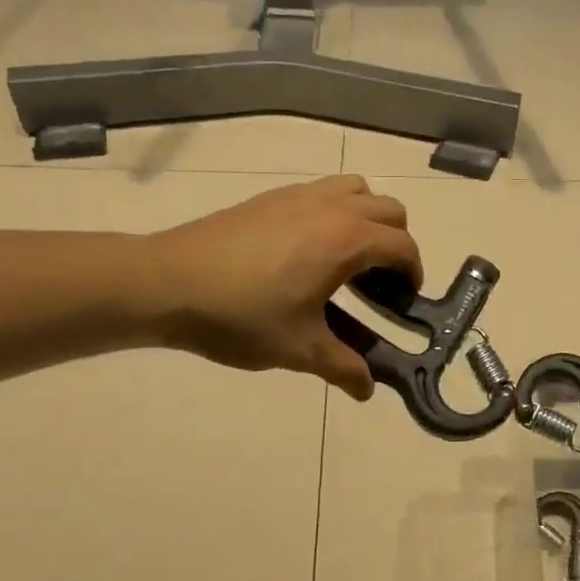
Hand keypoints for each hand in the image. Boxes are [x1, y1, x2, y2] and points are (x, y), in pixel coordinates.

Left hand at [146, 176, 420, 399]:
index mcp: (346, 240)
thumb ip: (343, 367)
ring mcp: (299, 196)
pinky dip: (335, 211)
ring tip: (348, 258)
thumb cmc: (240, 316)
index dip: (413, 275)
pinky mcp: (271, 196)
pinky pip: (323, 191)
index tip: (403, 302)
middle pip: (389, 211)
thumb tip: (368, 390)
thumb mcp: (298, 349)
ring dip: (368, 218)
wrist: (166, 282)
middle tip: (379, 283)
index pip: (403, 247)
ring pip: (357, 190)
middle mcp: (331, 208)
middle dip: (397, 244)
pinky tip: (307, 251)